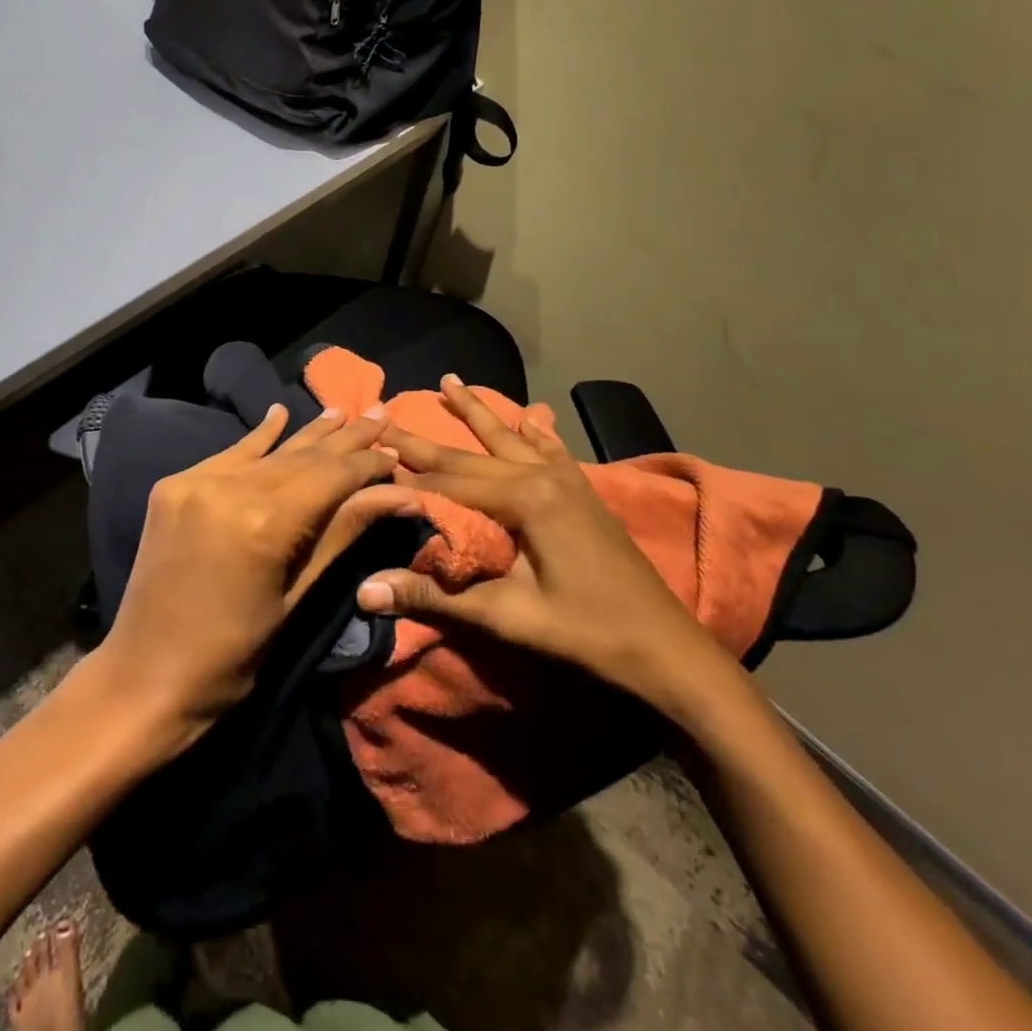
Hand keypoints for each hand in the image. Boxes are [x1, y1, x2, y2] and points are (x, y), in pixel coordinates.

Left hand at [93, 404, 419, 750]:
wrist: (145, 676)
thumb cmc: (233, 654)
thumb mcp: (297, 596)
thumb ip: (344, 533)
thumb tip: (402, 496)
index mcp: (264, 522)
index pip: (331, 476)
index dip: (368, 464)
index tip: (397, 453)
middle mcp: (228, 488)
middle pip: (302, 456)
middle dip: (345, 439)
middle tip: (380, 414)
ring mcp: (195, 481)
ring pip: (267, 451)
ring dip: (307, 433)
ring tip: (341, 410)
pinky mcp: (174, 485)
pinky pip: (228, 456)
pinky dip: (257, 438)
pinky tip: (279, 413)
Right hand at [356, 376, 739, 721]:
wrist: (667, 650)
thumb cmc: (586, 634)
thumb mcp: (507, 617)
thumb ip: (435, 596)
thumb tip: (364, 591)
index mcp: (525, 499)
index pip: (449, 484)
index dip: (407, 479)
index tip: (369, 459)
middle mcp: (544, 476)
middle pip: (472, 456)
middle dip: (426, 440)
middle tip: (387, 416)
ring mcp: (569, 480)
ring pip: (510, 440)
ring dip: (478, 413)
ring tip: (450, 381)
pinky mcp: (584, 493)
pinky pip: (551, 451)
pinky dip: (533, 432)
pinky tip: (528, 415)